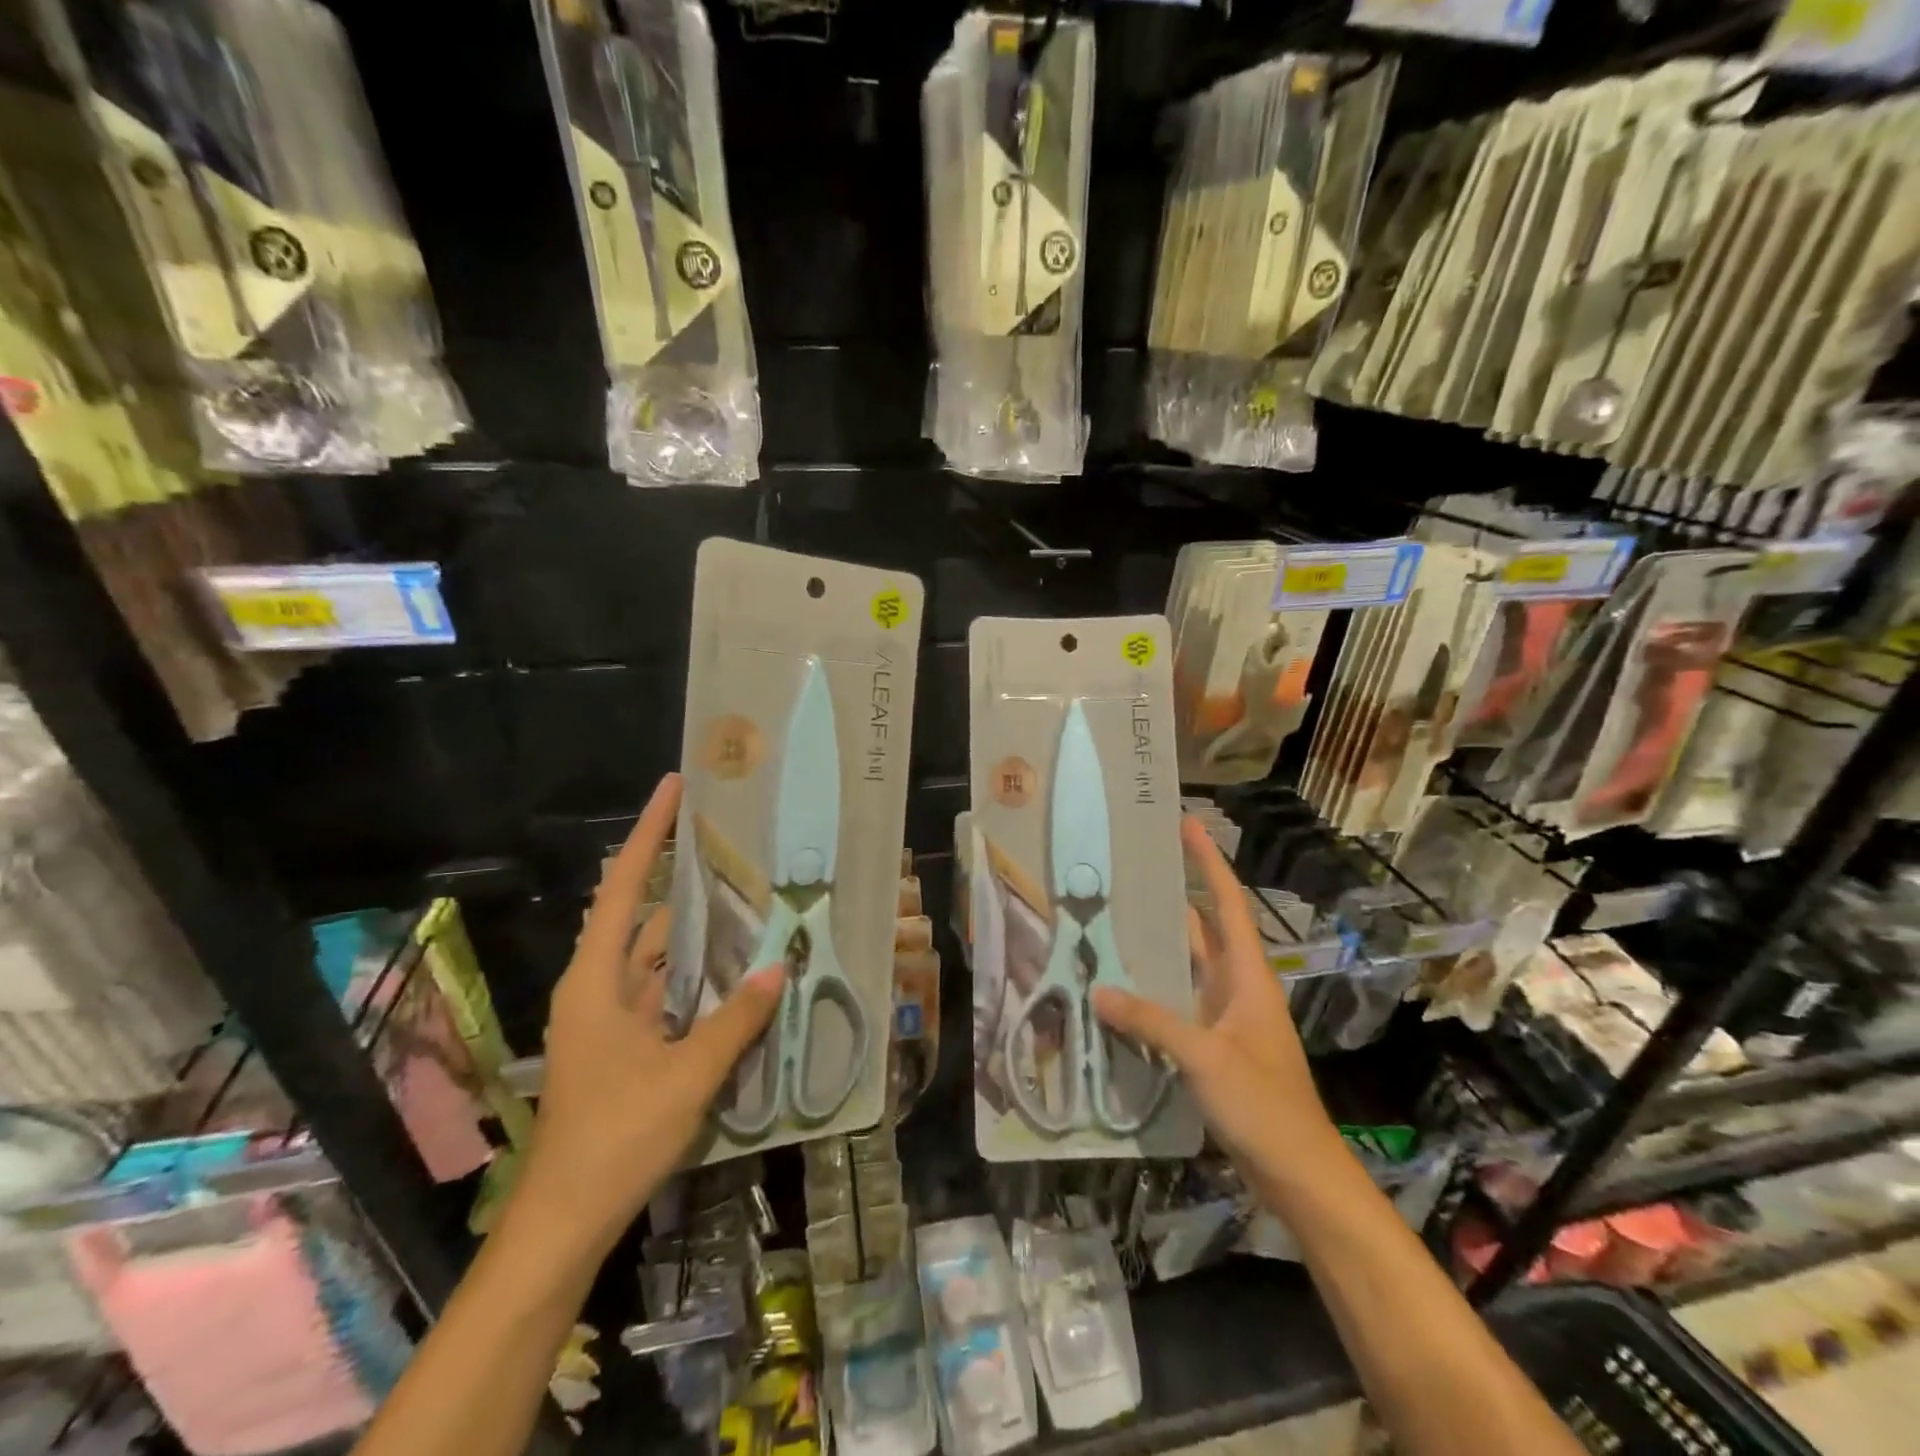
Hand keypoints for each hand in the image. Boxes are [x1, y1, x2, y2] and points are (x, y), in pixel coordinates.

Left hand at [516, 773, 782, 1251]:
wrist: (564, 1221)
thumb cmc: (615, 1137)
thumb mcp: (686, 1076)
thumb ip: (734, 1021)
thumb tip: (777, 971)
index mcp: (596, 981)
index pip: (622, 887)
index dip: (648, 834)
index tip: (675, 788)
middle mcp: (598, 987)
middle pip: (640, 914)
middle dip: (681, 879)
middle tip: (732, 845)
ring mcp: (610, 1018)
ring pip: (656, 956)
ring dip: (695, 932)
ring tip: (746, 899)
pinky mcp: (624, 1045)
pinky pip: (664, 991)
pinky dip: (696, 975)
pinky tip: (735, 971)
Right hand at [1093, 816, 1340, 1182]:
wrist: (1298, 1173)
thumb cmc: (1264, 1105)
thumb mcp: (1205, 1057)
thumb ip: (1152, 1020)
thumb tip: (1099, 989)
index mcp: (1247, 976)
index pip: (1227, 904)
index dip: (1208, 862)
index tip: (1186, 824)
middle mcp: (1236, 987)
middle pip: (1204, 928)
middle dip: (1174, 896)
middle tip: (1130, 870)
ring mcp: (1224, 1017)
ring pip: (1187, 966)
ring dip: (1158, 945)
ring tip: (1113, 919)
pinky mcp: (1212, 1046)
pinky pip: (1177, 1003)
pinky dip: (1151, 990)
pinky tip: (1119, 988)